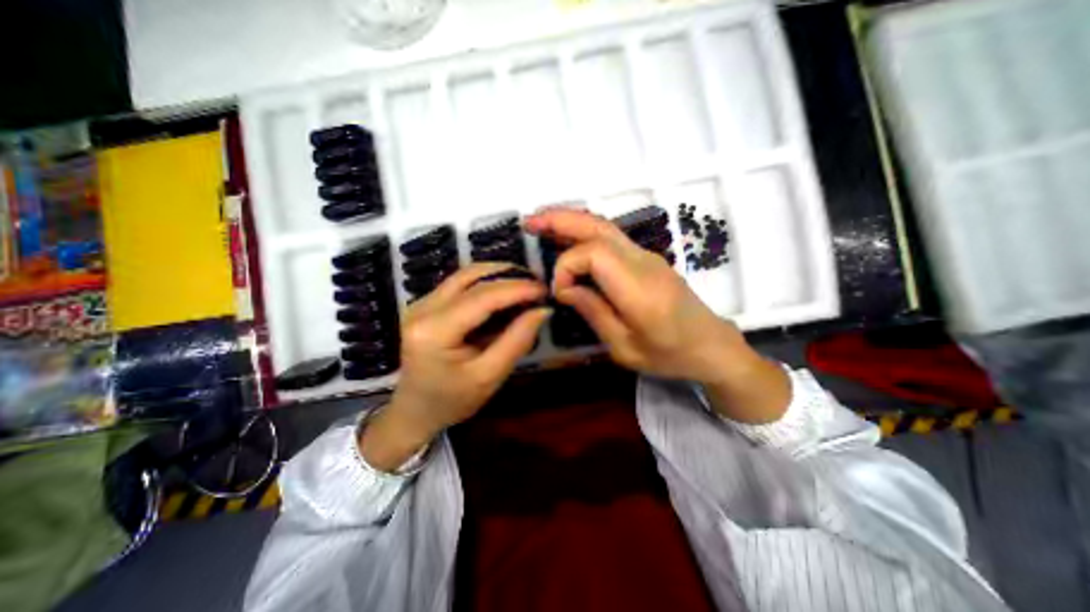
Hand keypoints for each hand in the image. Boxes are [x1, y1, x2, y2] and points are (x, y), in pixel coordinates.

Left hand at [360, 260, 548, 471]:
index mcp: (434, 331)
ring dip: (499, 275)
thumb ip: (517, 340)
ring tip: (525, 285)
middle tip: (538, 285)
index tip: (545, 289)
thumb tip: (543, 310)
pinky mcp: (426, 303)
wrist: (415, 410)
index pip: (482, 297)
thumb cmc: (452, 400)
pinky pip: (461, 283)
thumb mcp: (490, 376)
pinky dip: (487, 282)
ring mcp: (421, 302)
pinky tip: (505, 292)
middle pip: (473, 278)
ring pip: (466, 274)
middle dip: (510, 277)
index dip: (517, 288)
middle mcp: (422, 308)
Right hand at [522, 209, 787, 421]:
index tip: (559, 292)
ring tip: (541, 224)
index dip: (567, 266)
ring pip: (604, 226)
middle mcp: (643, 262)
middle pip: (598, 226)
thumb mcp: (625, 348)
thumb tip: (565, 288)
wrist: (712, 346)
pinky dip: (584, 232)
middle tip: (530, 222)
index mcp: (639, 288)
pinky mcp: (647, 258)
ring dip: (570, 220)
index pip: (593, 254)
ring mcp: (647, 255)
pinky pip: (611, 238)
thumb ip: (593, 312)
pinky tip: (568, 239)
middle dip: (561, 219)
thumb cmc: (670, 355)